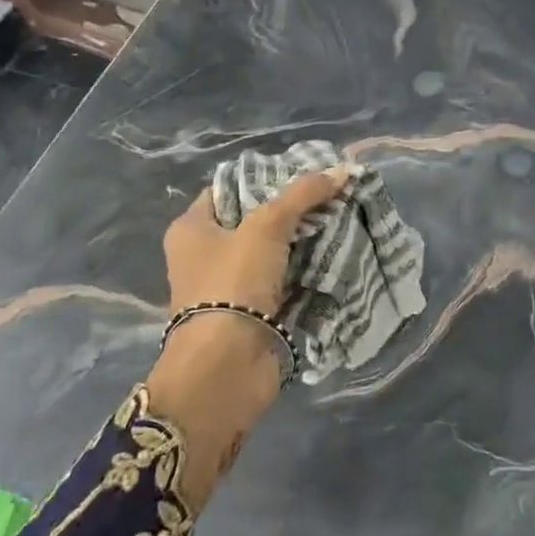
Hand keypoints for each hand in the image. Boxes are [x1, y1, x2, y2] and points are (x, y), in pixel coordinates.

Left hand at [164, 164, 355, 318]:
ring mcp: (229, 287)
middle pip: (255, 220)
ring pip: (273, 251)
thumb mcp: (267, 226)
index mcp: (191, 229)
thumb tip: (343, 169)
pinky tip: (336, 253)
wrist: (227, 366)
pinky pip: (284, 280)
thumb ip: (303, 194)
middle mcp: (205, 256)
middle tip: (330, 194)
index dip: (264, 177)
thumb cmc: (233, 283)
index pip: (228, 188)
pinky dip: (306, 270)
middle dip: (292, 209)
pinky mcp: (252, 313)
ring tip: (341, 218)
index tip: (303, 171)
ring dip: (303, 240)